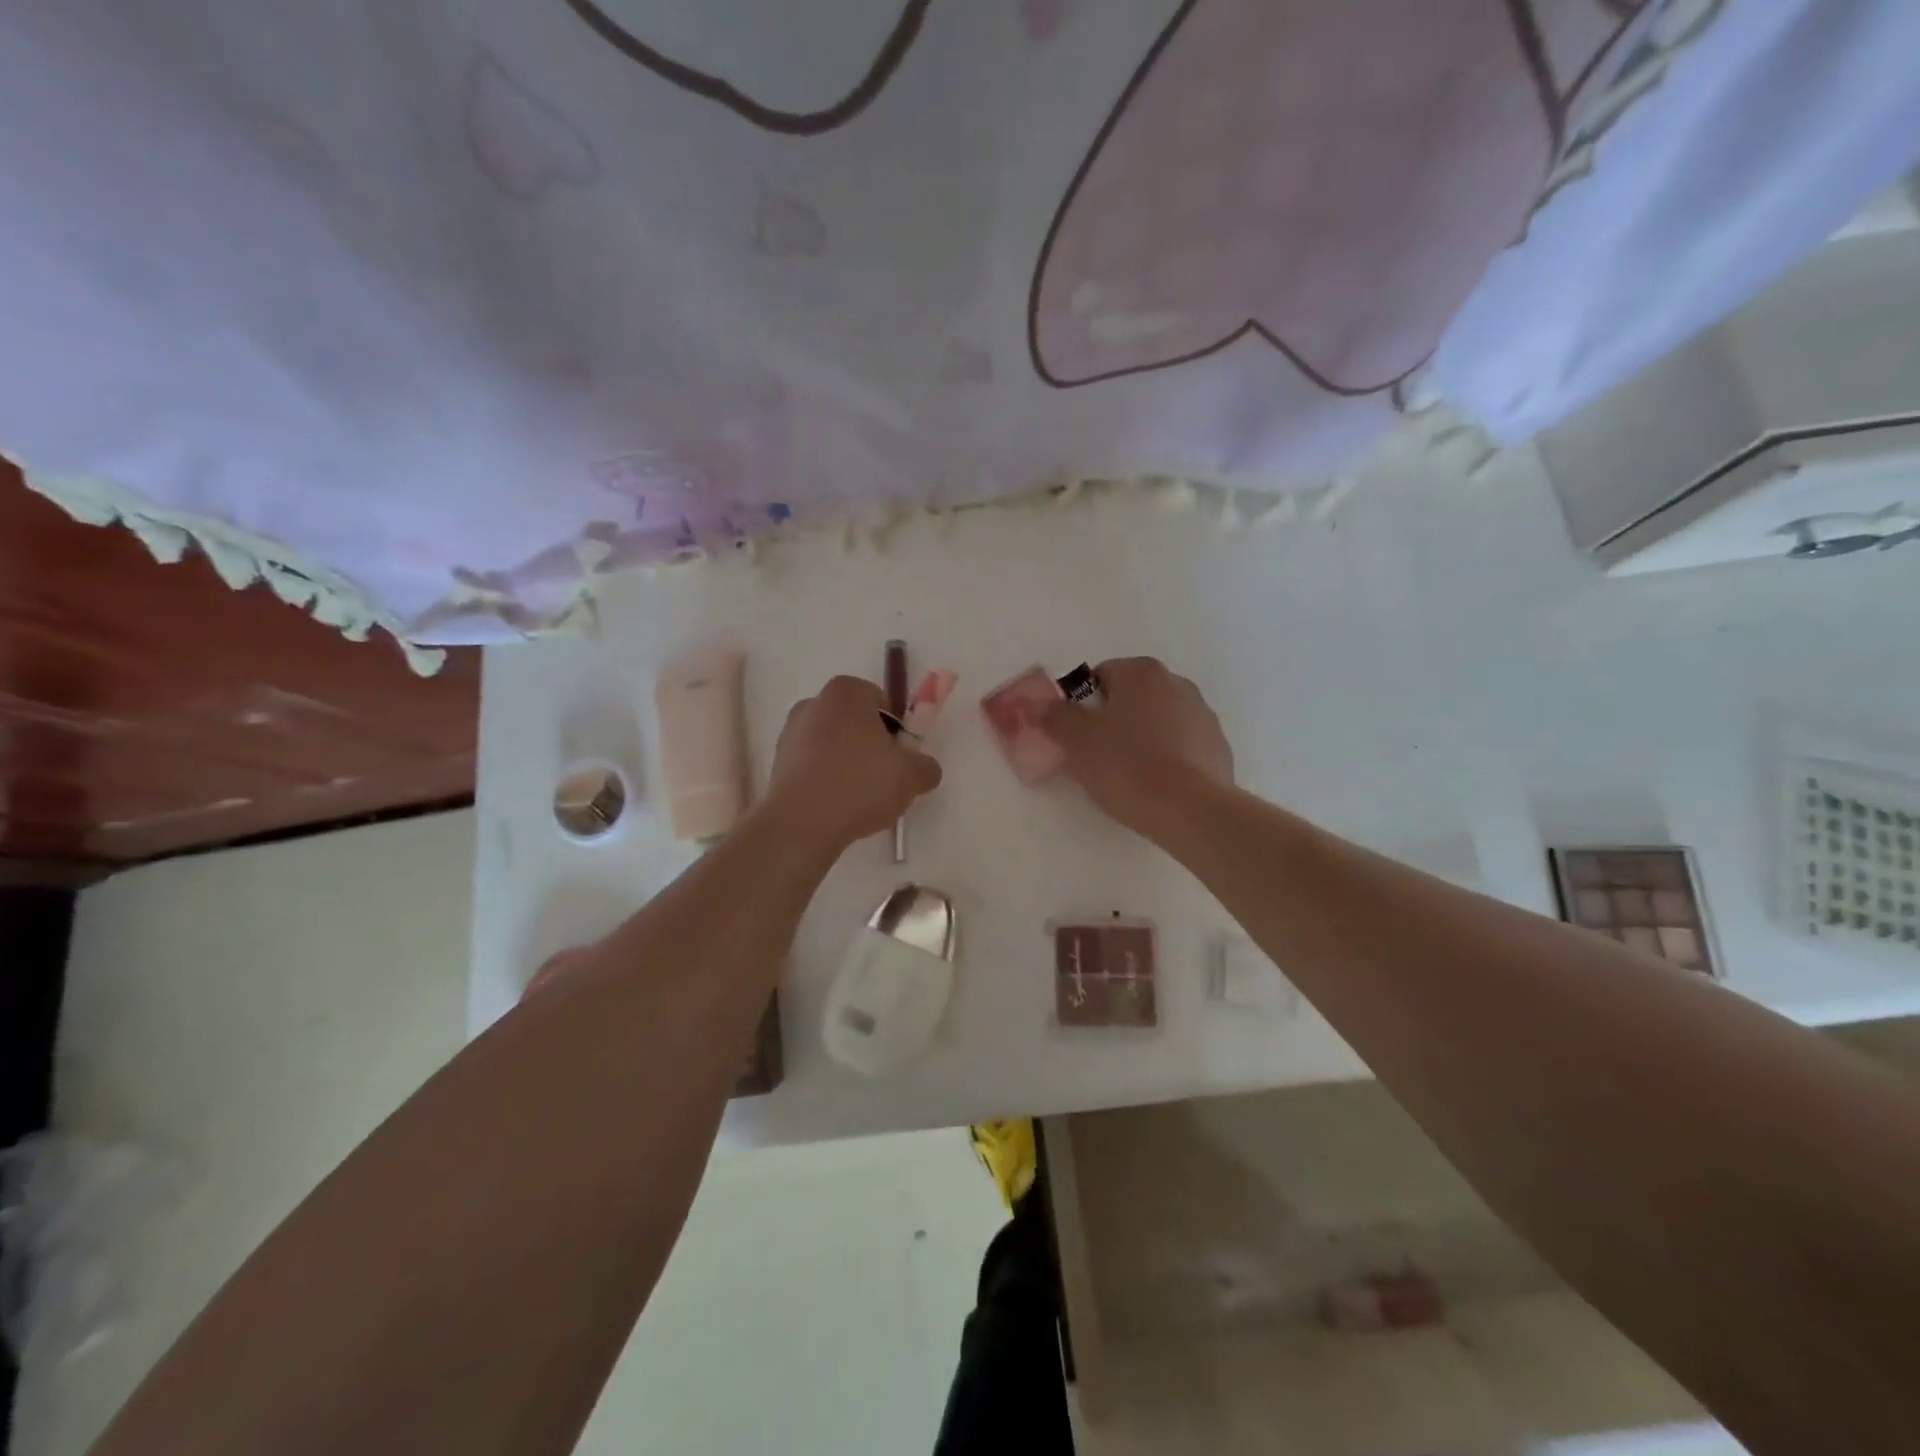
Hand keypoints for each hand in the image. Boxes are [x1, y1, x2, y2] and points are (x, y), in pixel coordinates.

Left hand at [763, 675, 942, 850]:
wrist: (802, 823)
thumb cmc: (861, 783)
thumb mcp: (912, 776)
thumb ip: (926, 766)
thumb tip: (924, 768)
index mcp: (846, 692)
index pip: (880, 701)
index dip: (896, 728)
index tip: (901, 756)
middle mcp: (813, 703)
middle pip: (854, 721)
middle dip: (870, 744)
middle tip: (885, 777)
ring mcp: (790, 733)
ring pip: (832, 744)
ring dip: (847, 763)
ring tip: (860, 798)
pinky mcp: (777, 763)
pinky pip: (812, 766)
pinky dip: (826, 780)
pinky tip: (837, 806)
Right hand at [1039, 657, 1232, 837]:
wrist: (1191, 811)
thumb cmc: (1128, 767)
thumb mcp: (1077, 742)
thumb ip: (1055, 717)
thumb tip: (1041, 704)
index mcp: (1141, 672)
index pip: (1100, 676)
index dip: (1082, 706)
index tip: (1077, 737)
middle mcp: (1177, 683)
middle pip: (1131, 697)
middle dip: (1112, 721)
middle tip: (1097, 757)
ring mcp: (1203, 714)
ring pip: (1157, 721)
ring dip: (1141, 738)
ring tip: (1128, 776)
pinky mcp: (1218, 746)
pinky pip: (1181, 745)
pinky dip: (1167, 758)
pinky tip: (1157, 786)